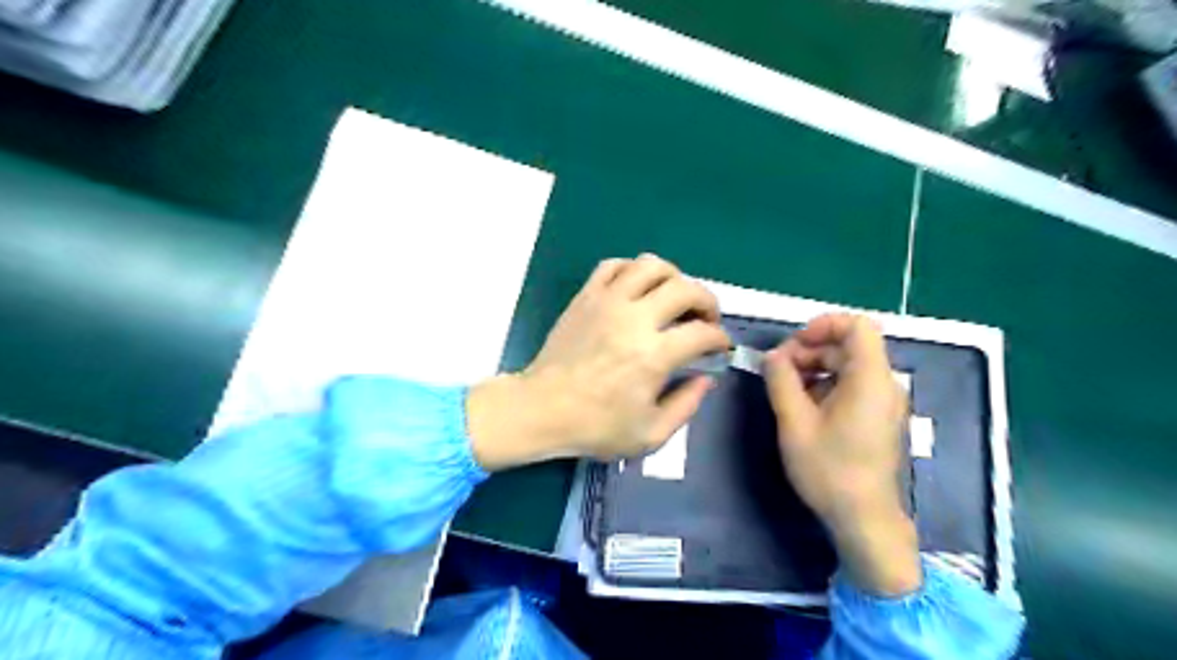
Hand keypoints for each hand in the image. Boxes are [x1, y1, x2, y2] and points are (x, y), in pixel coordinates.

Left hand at [467, 256, 726, 468]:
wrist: (542, 408)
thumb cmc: (596, 426)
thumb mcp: (651, 434)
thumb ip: (687, 405)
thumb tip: (707, 378)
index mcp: (654, 355)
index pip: (703, 332)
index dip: (720, 339)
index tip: (719, 347)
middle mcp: (635, 319)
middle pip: (685, 288)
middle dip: (707, 301)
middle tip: (706, 319)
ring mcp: (608, 301)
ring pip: (651, 265)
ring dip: (673, 277)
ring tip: (674, 297)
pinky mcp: (586, 296)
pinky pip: (614, 266)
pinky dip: (633, 270)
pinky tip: (638, 289)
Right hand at [770, 311, 922, 594]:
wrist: (864, 519)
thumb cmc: (829, 469)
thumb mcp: (794, 422)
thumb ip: (781, 380)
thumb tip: (773, 356)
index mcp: (870, 379)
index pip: (857, 325)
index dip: (823, 325)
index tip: (794, 345)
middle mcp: (885, 384)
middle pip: (849, 345)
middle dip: (810, 350)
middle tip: (778, 371)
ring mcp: (884, 402)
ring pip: (849, 365)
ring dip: (815, 368)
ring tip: (786, 390)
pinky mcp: (879, 417)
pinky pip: (853, 385)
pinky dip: (827, 384)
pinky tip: (804, 407)